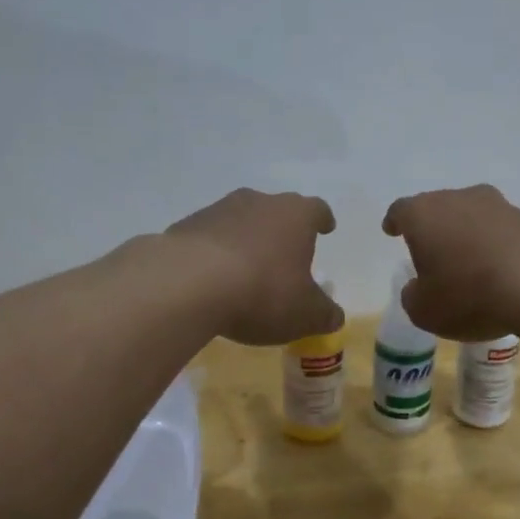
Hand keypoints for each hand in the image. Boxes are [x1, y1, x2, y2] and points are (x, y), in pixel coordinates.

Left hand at [164, 190, 342, 345]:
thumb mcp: (305, 314)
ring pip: (241, 221)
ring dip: (246, 240)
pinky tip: (212, 280)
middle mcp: (259, 202)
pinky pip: (209, 238)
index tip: (325, 228)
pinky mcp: (185, 227)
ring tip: (246, 271)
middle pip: (277, 210)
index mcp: (295, 215)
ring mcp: (218, 210)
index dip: (322, 220)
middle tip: (285, 255)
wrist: (186, 284)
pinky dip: (215, 253)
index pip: (317, 210)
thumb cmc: (262, 292)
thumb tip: (334, 316)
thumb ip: (324, 314)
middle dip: (282, 230)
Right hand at [381, 185, 519, 340]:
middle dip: (436, 228)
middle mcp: (461, 199)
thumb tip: (419, 287)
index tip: (391, 230)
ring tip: (473, 265)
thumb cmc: (468, 295)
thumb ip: (414, 296)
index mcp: (425, 214)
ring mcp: (501, 206)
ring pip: (477, 217)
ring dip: (471, 236)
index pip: (401, 211)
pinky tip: (506, 271)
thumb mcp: (425, 311)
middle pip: (441, 208)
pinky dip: (501, 247)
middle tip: (434, 254)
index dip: (395, 222)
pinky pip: (507, 232)